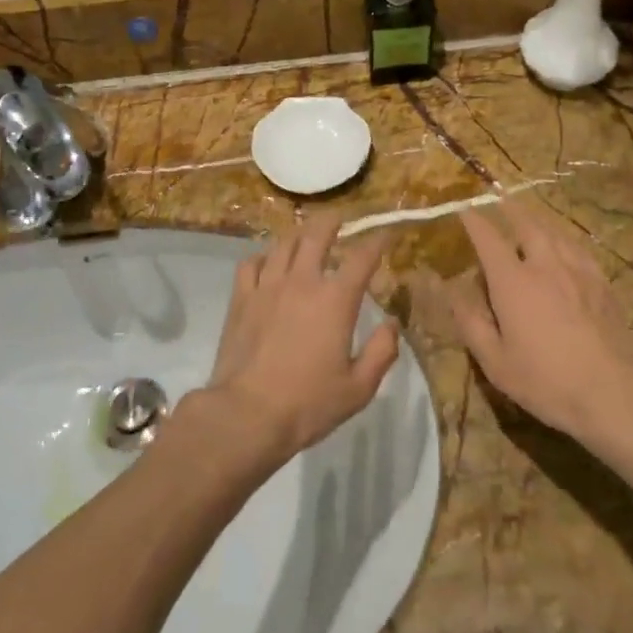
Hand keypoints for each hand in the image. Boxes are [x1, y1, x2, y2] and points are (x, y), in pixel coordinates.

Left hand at [205, 212, 400, 459]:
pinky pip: (251, 263)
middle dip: (332, 221)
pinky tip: (268, 263)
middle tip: (339, 218)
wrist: (247, 414)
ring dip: (299, 235)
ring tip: (305, 235)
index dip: (377, 242)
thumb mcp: (359, 387)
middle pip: (316, 235)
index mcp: (335, 300)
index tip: (386, 235)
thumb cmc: (308, 403)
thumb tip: (391, 324)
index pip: (362, 257)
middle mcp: (302, 282)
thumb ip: (382, 352)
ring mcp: (267, 287)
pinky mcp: (241, 299)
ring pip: (283, 244)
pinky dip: (263, 257)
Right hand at [443, 201, 632, 444]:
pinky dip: (563, 238)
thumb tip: (450, 293)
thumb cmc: (547, 381)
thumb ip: (471, 323)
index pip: (489, 239)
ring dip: (537, 219)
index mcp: (513, 282)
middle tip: (500, 200)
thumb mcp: (496, 362)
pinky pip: (578, 247)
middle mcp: (545, 265)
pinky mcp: (602, 282)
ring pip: (555, 232)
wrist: (615, 391)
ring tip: (529, 215)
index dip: (474, 222)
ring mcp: (578, 270)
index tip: (464, 210)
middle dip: (510, 209)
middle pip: (527, 224)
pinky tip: (565, 244)